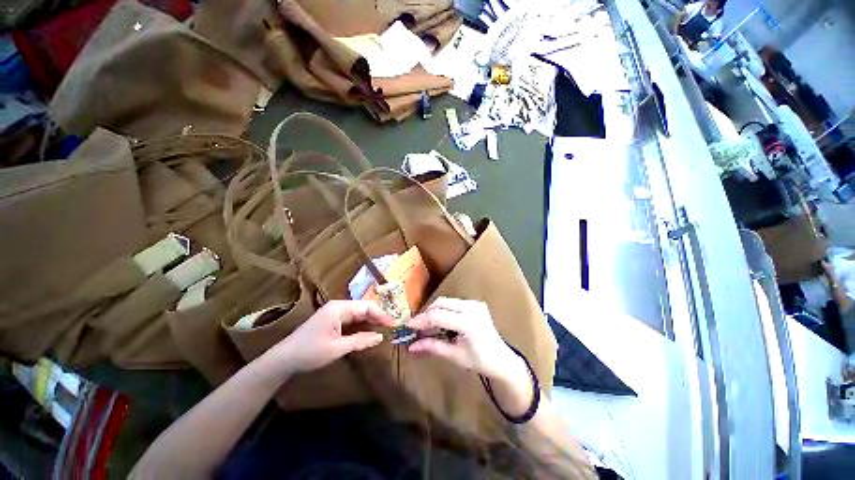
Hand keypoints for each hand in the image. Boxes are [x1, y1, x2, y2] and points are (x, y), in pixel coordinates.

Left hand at [268, 300, 392, 374]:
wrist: (284, 359)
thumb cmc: (310, 352)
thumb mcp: (337, 348)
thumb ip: (360, 340)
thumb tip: (380, 337)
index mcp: (339, 308)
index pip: (366, 307)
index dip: (381, 314)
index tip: (394, 324)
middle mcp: (338, 306)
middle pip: (363, 308)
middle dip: (378, 316)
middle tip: (391, 326)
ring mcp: (335, 312)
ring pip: (358, 313)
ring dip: (371, 320)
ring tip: (384, 328)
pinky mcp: (332, 320)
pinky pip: (352, 319)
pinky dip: (362, 324)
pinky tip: (369, 330)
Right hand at [407, 297, 532, 415]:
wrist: (502, 358)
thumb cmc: (479, 361)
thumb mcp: (454, 356)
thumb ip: (433, 347)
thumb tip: (411, 346)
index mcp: (468, 322)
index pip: (438, 316)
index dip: (421, 320)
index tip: (408, 326)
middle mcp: (472, 308)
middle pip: (441, 303)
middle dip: (427, 314)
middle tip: (417, 327)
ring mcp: (475, 303)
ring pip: (446, 301)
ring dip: (434, 311)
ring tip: (428, 326)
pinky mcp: (475, 303)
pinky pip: (453, 303)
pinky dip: (444, 310)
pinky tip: (441, 322)